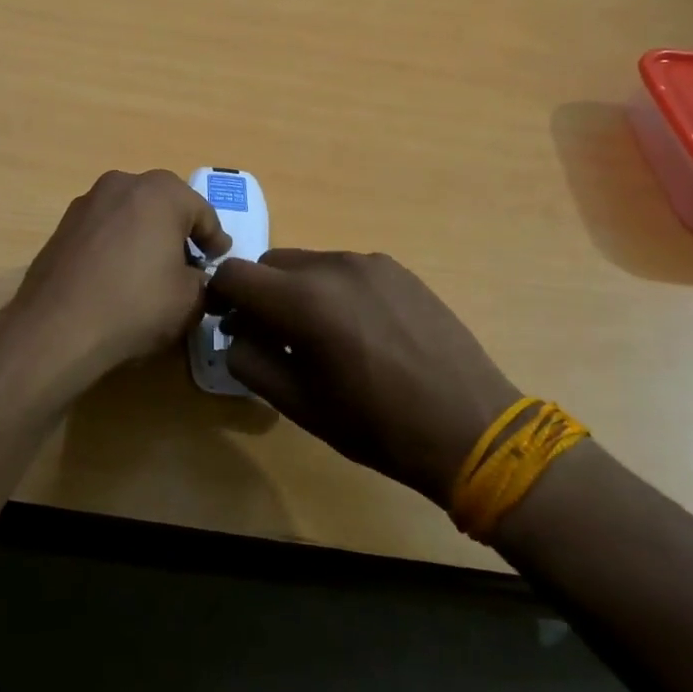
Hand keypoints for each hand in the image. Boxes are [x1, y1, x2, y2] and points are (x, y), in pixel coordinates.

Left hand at [8, 170, 230, 392]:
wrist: (56, 327)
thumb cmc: (135, 305)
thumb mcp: (190, 300)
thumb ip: (204, 281)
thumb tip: (197, 278)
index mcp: (161, 192)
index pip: (202, 213)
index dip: (215, 240)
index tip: (220, 262)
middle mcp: (123, 184)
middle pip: (164, 205)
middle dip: (179, 231)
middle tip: (190, 263)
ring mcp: (87, 202)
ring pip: (131, 213)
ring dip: (145, 235)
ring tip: (151, 270)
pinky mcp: (63, 225)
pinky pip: (104, 229)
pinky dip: (117, 244)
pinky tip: (117, 276)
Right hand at [209, 250, 523, 504]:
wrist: (473, 428)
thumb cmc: (378, 426)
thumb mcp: (299, 405)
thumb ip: (250, 361)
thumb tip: (236, 333)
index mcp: (304, 301)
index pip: (234, 274)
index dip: (220, 297)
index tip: (228, 324)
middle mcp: (333, 266)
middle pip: (270, 264)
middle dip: (260, 294)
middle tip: (273, 337)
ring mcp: (370, 263)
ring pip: (308, 264)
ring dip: (297, 291)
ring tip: (322, 336)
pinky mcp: (398, 269)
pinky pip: (345, 269)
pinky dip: (333, 290)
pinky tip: (360, 330)